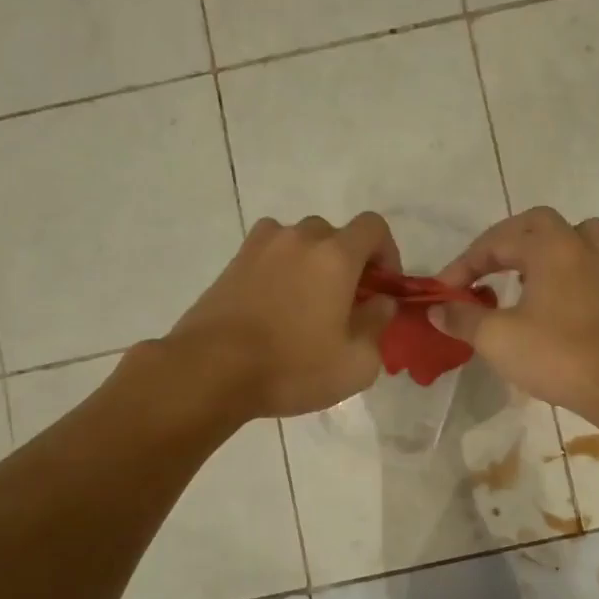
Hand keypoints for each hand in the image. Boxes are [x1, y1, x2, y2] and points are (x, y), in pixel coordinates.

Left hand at [167, 213, 399, 418]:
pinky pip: (270, 253)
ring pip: (299, 242)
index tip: (383, 287)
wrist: (211, 370)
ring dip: (313, 263)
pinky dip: (281, 268)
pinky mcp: (233, 263)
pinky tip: (276, 305)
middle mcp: (299, 239)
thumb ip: (378, 324)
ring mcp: (260, 247)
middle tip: (347, 303)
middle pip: (335, 234)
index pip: (373, 227)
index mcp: (335, 256)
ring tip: (308, 303)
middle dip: (349, 262)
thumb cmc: (292, 368)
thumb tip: (380, 302)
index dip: (387, 253)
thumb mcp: (357, 363)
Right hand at [432, 207, 598, 421]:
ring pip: (570, 238)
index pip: (496, 242)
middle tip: (481, 269)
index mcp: (550, 246)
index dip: (463, 265)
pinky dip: (559, 270)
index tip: (443, 292)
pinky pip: (582, 264)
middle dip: (503, 242)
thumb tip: (436, 309)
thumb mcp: (497, 338)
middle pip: (537, 224)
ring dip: (539, 249)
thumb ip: (463, 318)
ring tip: (518, 274)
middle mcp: (578, 247)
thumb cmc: (556, 354)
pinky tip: (544, 300)